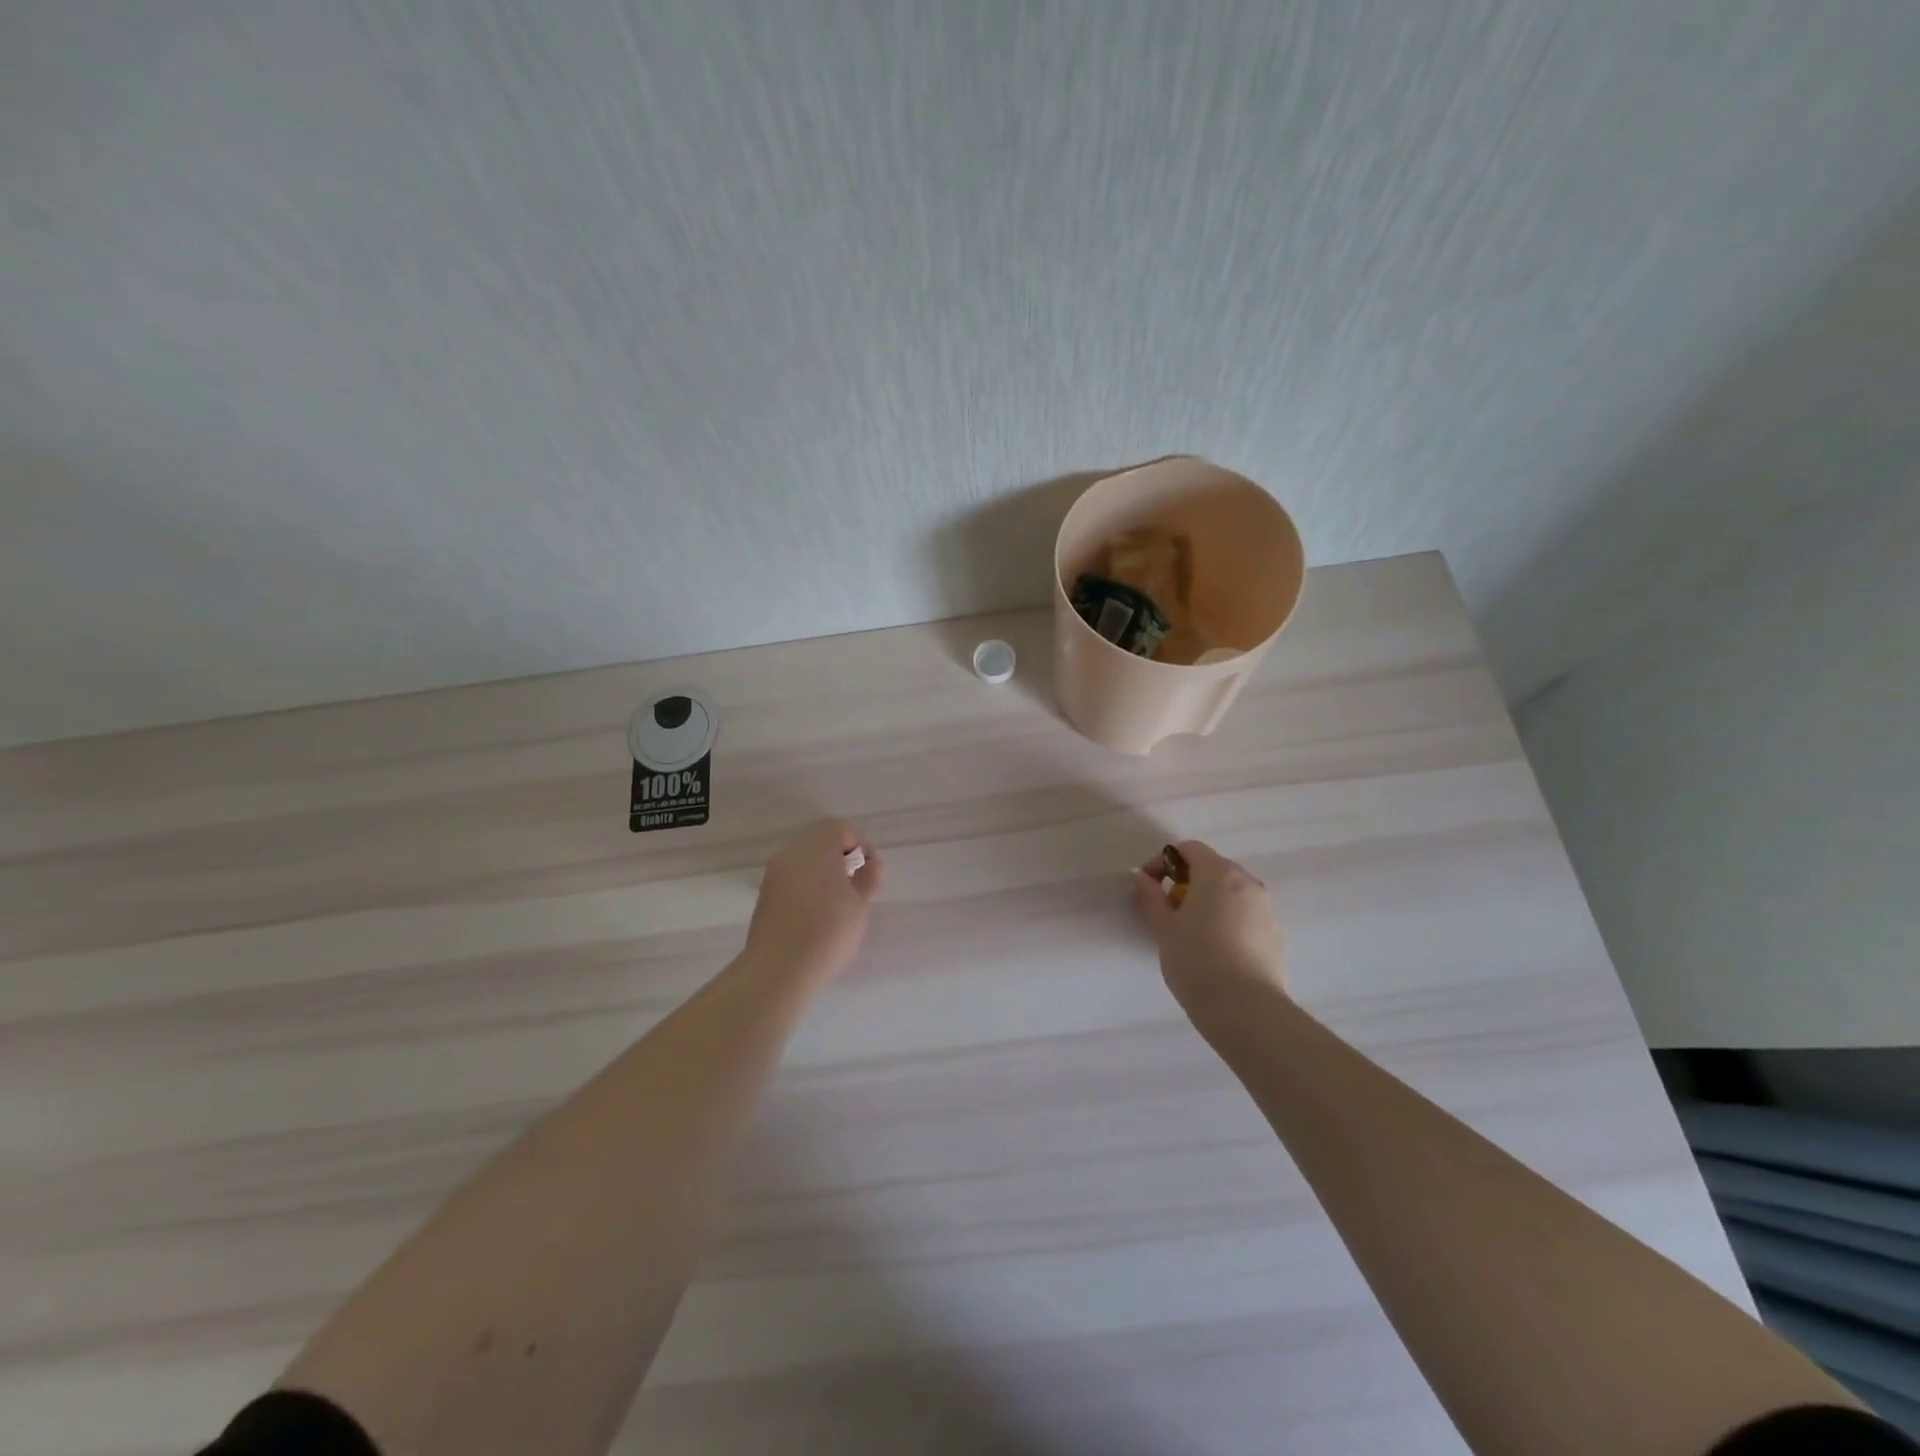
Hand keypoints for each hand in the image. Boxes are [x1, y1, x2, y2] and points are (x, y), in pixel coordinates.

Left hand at [746, 819, 884, 982]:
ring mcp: (774, 874)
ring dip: (823, 870)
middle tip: (858, 884)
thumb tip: (871, 865)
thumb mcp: (860, 905)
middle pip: (819, 840)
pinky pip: (792, 877)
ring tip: (839, 901)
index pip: (840, 828)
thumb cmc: (828, 930)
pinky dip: (807, 884)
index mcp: (816, 847)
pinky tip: (818, 912)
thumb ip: (868, 879)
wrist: (778, 969)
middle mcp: (791, 853)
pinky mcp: (765, 895)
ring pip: (804, 859)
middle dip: (841, 856)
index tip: (871, 871)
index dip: (860, 844)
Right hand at [1132, 840, 1286, 1023]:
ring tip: (1191, 931)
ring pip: (1231, 892)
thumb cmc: (1196, 960)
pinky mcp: (1276, 934)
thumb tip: (1142, 877)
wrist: (1245, 1009)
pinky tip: (1216, 949)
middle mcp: (1248, 883)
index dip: (1163, 861)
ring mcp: (1266, 908)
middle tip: (1167, 908)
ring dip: (1208, 900)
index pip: (1189, 849)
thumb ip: (1150, 897)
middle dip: (1186, 881)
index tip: (1149, 885)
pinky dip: (1227, 919)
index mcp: (1218, 874)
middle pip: (1212, 868)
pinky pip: (1246, 914)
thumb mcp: (1163, 927)